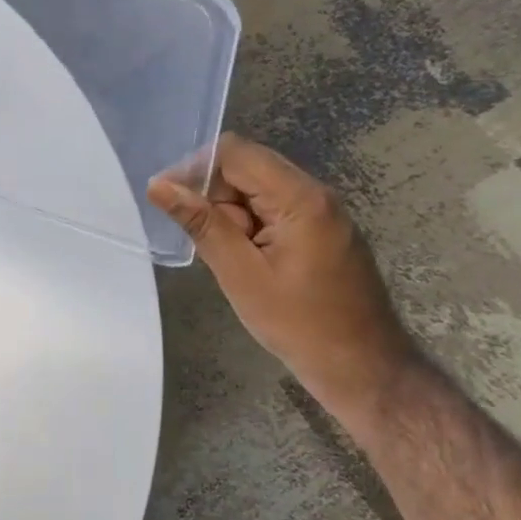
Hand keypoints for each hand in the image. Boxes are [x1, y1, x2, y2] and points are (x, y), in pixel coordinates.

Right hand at [148, 133, 419, 420]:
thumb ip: (202, 224)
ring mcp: (321, 213)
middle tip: (199, 240)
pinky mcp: (320, 232)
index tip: (167, 201)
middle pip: (247, 168)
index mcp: (300, 198)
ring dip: (229, 215)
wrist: (361, 366)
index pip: (235, 153)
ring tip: (225, 259)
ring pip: (257, 192)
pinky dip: (247, 228)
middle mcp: (315, 194)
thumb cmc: (298, 323)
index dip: (194, 169)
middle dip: (212, 195)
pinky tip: (243, 262)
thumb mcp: (240, 274)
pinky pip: (272, 212)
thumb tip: (159, 186)